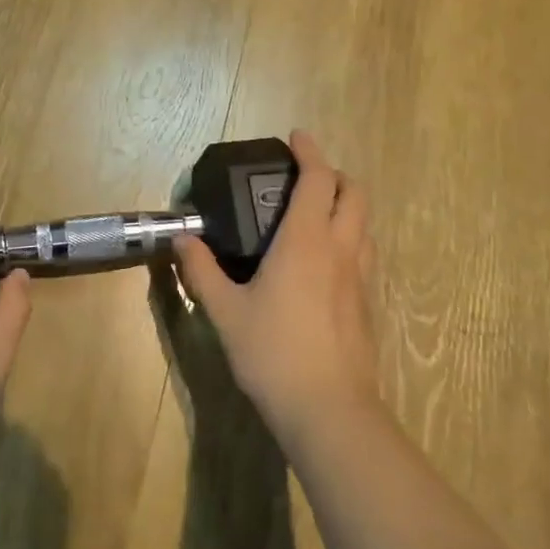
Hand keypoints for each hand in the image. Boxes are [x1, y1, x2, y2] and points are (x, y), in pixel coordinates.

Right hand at [173, 130, 379, 449]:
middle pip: (355, 194)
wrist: (329, 411)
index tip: (296, 137)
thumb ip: (201, 270)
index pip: (319, 179)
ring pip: (365, 225)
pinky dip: (349, 239)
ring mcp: (360, 279)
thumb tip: (182, 238)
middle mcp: (340, 250)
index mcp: (306, 241)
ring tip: (316, 214)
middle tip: (306, 177)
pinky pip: (364, 254)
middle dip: (336, 175)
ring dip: (346, 207)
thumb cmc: (272, 352)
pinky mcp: (367, 305)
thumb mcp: (225, 311)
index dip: (310, 152)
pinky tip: (324, 262)